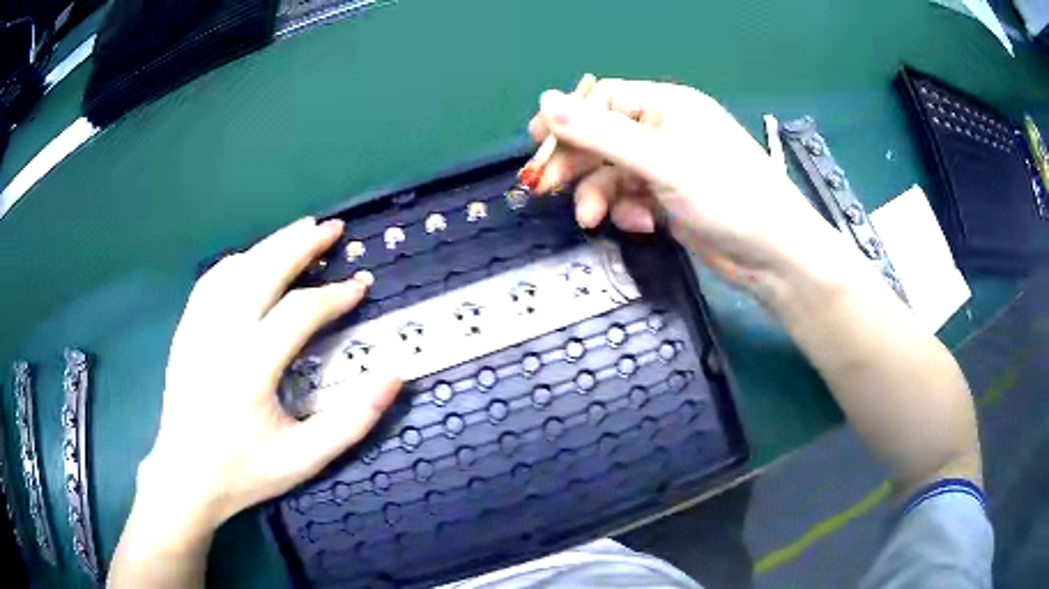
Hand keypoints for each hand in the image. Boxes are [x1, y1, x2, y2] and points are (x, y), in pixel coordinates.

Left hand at [138, 218, 400, 537]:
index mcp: (251, 368)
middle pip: (263, 271)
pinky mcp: (186, 330)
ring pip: (236, 268)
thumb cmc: (246, 471)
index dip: (336, 295)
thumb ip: (352, 420)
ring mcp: (198, 328)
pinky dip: (237, 262)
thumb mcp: (305, 459)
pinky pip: (211, 281)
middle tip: (333, 228)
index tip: (361, 284)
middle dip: (302, 245)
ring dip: (271, 245)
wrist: (187, 477)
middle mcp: (220, 336)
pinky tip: (252, 260)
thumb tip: (394, 375)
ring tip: (300, 231)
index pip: (300, 312)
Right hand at [528, 79, 836, 296]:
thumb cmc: (726, 196)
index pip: (603, 100)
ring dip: (599, 195)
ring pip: (613, 173)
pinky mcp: (670, 199)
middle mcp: (665, 130)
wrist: (772, 255)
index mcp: (666, 106)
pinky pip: (632, 198)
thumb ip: (600, 133)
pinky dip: (627, 211)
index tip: (535, 143)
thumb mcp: (659, 161)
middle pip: (602, 138)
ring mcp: (668, 167)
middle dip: (576, 164)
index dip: (568, 119)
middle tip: (544, 189)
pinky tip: (639, 226)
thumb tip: (545, 100)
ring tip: (593, 220)